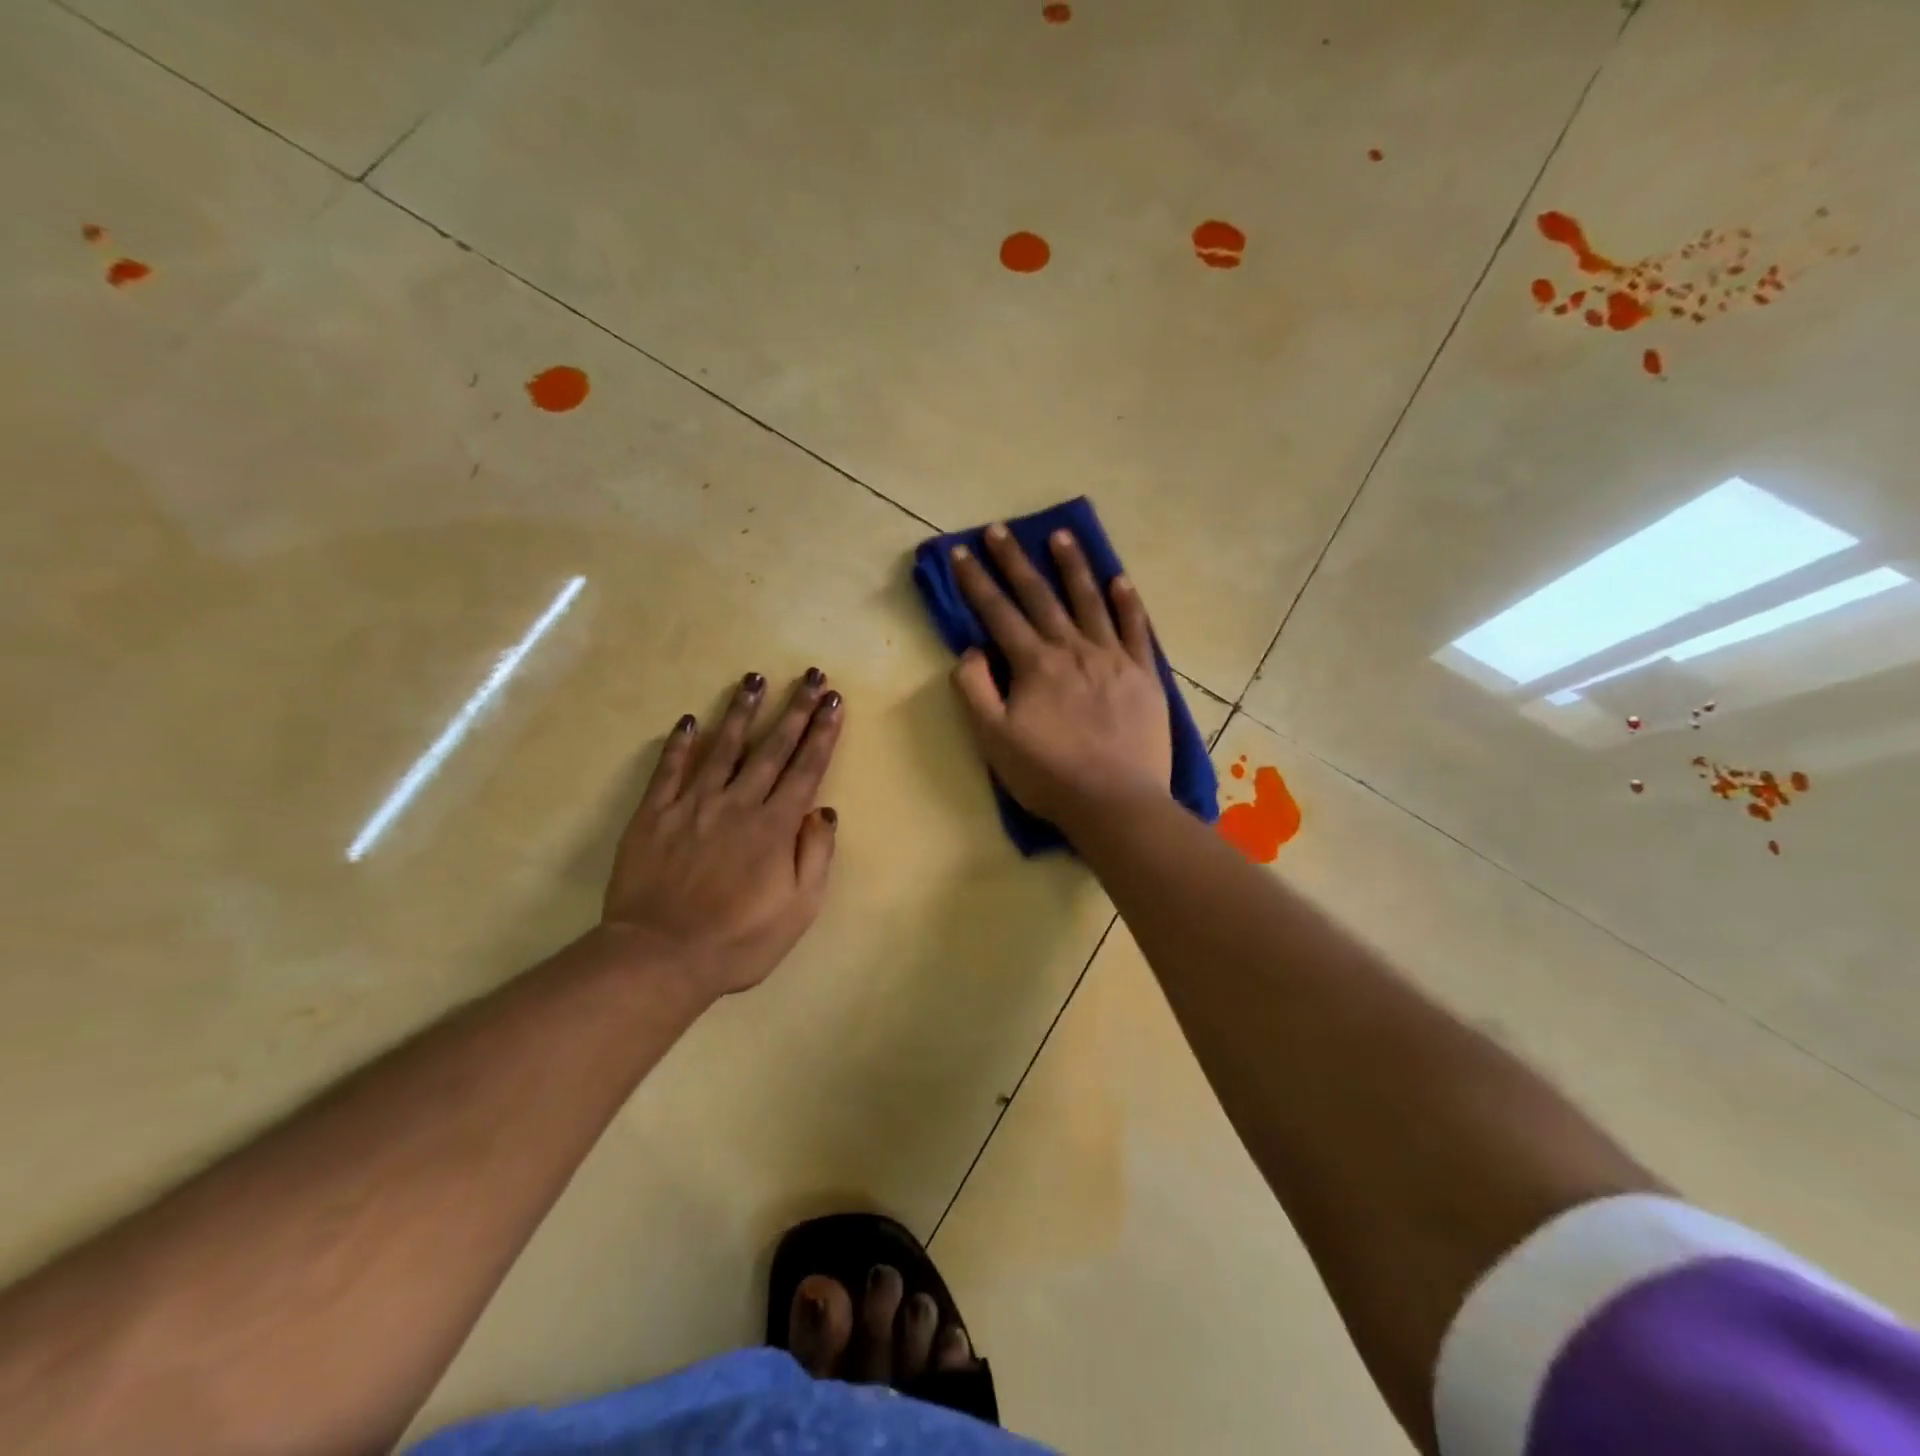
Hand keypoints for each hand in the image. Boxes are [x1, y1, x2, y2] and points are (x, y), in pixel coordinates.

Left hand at [600, 670, 843, 998]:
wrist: (660, 957)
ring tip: (754, 678)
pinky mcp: (654, 815)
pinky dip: (680, 744)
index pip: (805, 769)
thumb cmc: (739, 940)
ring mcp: (693, 805)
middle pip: (772, 748)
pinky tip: (689, 720)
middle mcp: (738, 804)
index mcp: (775, 827)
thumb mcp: (798, 910)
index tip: (834, 702)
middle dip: (795, 710)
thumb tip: (824, 812)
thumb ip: (815, 857)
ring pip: (723, 748)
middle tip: (810, 676)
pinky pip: (669, 770)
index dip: (822, 733)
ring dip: (742, 711)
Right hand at [949, 524, 1171, 826]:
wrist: (1115, 802)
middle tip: (999, 529)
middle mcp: (1072, 649)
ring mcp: (1112, 658)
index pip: (998, 613)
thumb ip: (975, 690)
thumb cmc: (1048, 776)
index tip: (960, 551)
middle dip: (1015, 561)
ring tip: (1061, 535)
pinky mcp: (1144, 674)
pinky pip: (1136, 629)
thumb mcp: (994, 739)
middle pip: (1040, 596)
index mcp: (1034, 664)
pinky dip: (1127, 603)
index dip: (975, 582)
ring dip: (1072, 567)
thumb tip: (970, 650)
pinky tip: (1120, 580)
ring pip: (1089, 601)